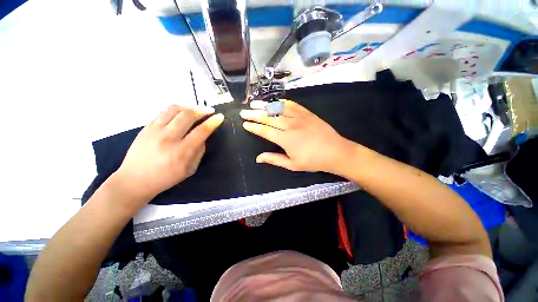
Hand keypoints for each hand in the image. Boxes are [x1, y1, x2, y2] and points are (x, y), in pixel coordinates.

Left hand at [114, 105, 223, 204]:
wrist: (135, 179)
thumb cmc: (166, 177)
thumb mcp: (190, 169)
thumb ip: (199, 151)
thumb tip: (204, 137)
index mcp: (182, 151)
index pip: (202, 131)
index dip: (213, 122)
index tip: (220, 117)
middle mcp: (168, 138)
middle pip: (188, 115)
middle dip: (203, 110)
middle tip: (210, 110)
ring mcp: (155, 130)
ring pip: (175, 109)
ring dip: (190, 106)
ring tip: (197, 108)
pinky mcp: (146, 127)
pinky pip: (163, 112)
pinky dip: (176, 109)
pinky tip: (182, 112)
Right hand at [240, 100, 353, 172]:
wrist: (336, 151)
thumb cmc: (313, 161)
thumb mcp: (292, 165)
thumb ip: (274, 159)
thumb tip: (258, 158)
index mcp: (285, 139)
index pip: (264, 131)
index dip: (253, 127)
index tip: (245, 124)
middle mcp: (290, 125)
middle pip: (268, 117)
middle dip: (254, 114)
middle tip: (244, 112)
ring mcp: (299, 117)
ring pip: (278, 108)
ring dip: (264, 106)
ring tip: (254, 103)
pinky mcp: (307, 113)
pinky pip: (291, 104)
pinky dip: (281, 103)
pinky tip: (274, 102)